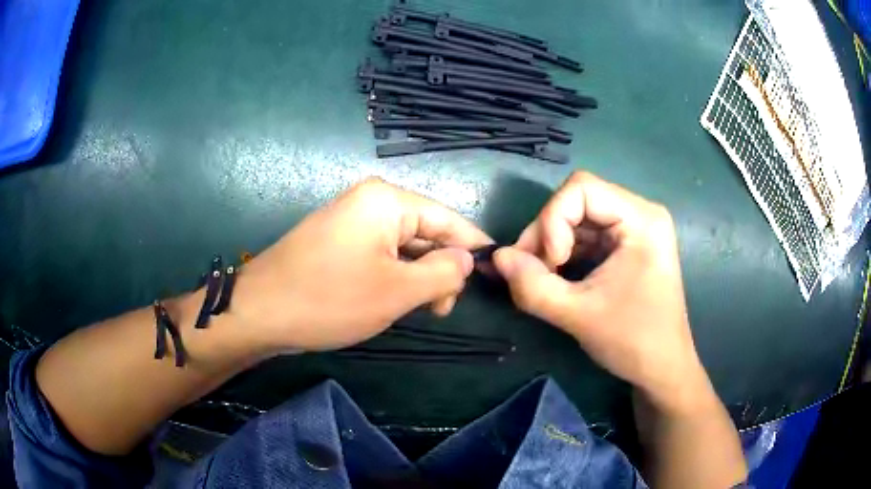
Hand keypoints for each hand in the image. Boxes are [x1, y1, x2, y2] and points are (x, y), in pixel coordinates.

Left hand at [231, 178, 491, 352]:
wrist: (259, 311)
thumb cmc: (330, 299)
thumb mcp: (398, 291)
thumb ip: (443, 272)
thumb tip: (466, 260)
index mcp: (387, 200)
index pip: (447, 218)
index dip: (473, 245)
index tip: (495, 271)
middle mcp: (370, 201)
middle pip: (425, 231)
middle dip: (441, 268)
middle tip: (443, 309)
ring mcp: (351, 220)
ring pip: (403, 246)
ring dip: (417, 276)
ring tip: (420, 309)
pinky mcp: (338, 240)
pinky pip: (380, 253)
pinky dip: (395, 276)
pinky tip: (394, 299)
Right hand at [493, 172, 706, 408]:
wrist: (662, 369)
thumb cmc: (633, 341)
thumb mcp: (578, 315)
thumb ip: (532, 286)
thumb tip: (496, 257)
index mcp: (642, 219)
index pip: (582, 188)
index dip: (554, 220)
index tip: (550, 264)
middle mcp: (640, 214)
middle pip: (577, 201)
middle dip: (548, 233)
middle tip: (530, 272)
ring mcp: (633, 229)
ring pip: (577, 217)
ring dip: (552, 244)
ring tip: (541, 278)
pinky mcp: (625, 246)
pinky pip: (585, 235)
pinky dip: (564, 252)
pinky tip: (556, 276)